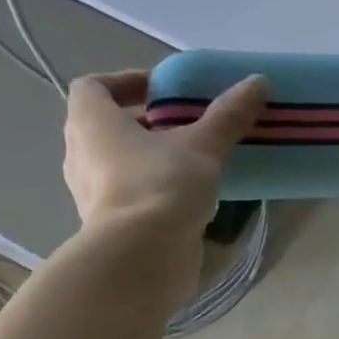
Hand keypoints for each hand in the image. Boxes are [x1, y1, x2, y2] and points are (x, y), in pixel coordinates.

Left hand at [62, 69, 266, 243]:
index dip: (126, 82)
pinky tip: (189, 197)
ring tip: (193, 163)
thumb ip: (228, 115)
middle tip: (187, 127)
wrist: (142, 257)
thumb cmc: (161, 186)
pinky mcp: (110, 224)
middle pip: (107, 126)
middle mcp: (81, 153)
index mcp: (91, 122)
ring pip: (119, 162)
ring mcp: (90, 192)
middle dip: (146, 123)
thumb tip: (258, 81)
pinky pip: (130, 194)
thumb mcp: (202, 146)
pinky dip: (154, 189)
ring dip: (150, 158)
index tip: (163, 91)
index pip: (94, 86)